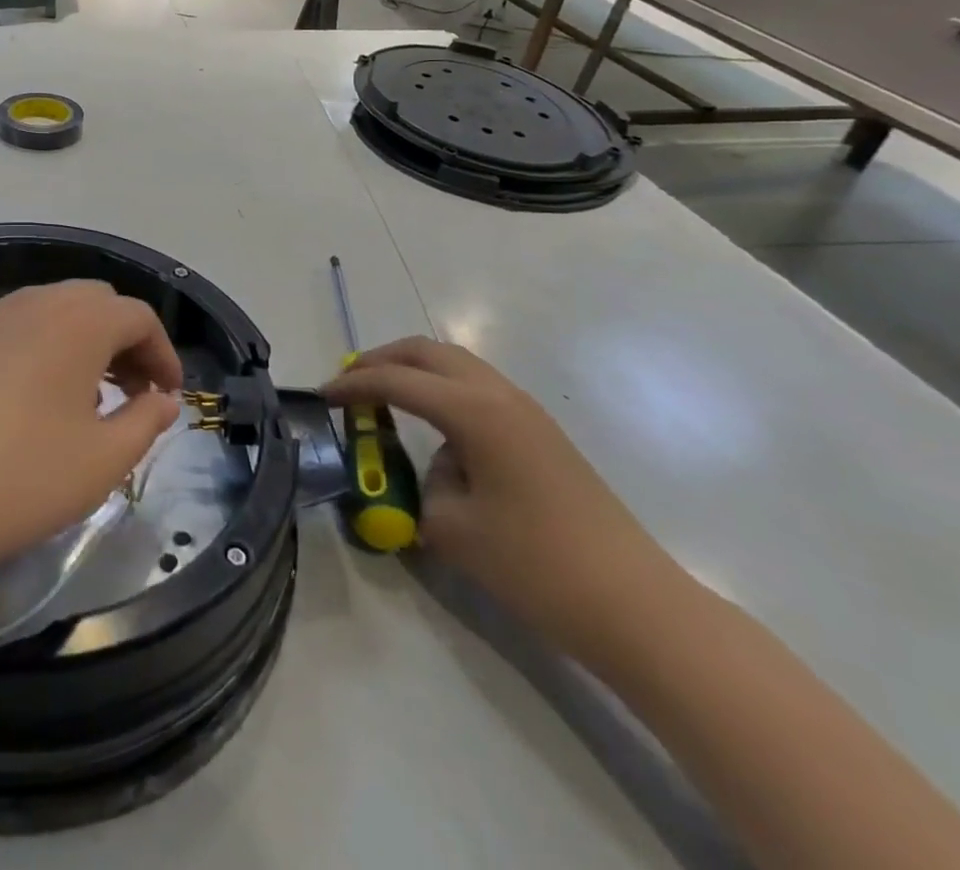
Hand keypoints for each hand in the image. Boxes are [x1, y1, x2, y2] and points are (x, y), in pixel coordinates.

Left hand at [0, 282, 184, 593]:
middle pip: (94, 304)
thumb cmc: (13, 478)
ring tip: (81, 403)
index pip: (138, 316)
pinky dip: (37, 353)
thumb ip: (144, 423)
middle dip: (123, 343)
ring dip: (79, 346)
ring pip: (49, 314)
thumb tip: (162, 400)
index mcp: (77, 321)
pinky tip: (24, 406)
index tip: (168, 398)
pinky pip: (10, 331)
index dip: (163, 354)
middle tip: (131, 394)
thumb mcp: (99, 462)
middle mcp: (32, 303)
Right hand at [328, 337, 686, 663]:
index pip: (396, 381)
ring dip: (415, 372)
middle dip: (382, 359)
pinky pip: (478, 389)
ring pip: (457, 365)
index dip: (353, 385)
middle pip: (428, 351)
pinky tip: (435, 431)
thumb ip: (423, 486)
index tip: (321, 396)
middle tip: (350, 383)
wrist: (637, 608)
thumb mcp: (451, 529)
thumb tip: (431, 473)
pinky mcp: (541, 433)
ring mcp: (527, 411)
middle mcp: (499, 395)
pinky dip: (443, 392)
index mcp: (474, 411)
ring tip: (385, 399)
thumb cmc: (536, 566)